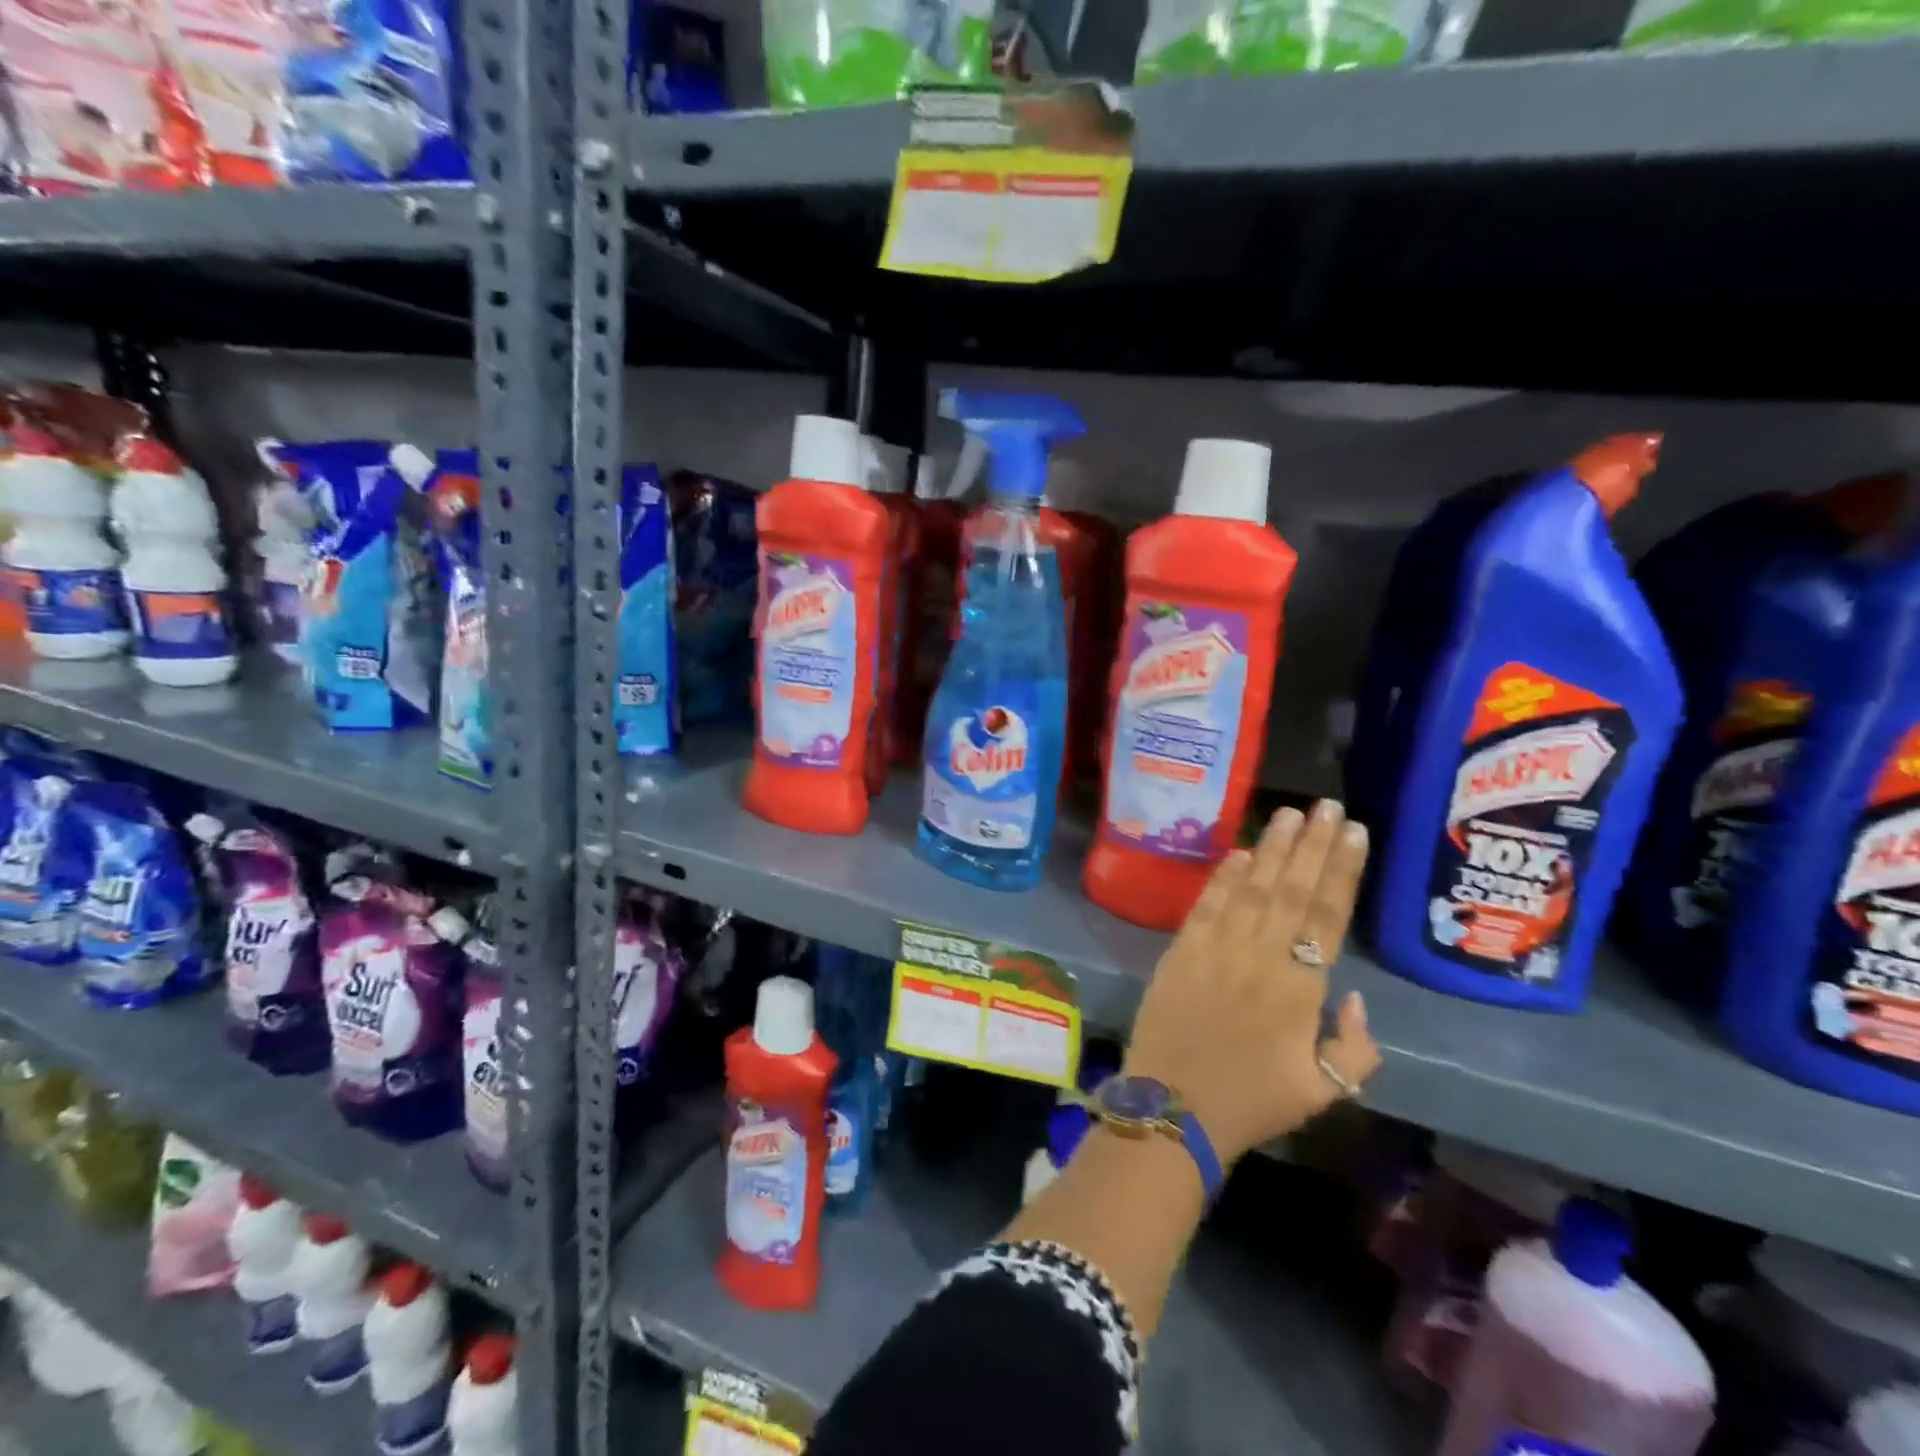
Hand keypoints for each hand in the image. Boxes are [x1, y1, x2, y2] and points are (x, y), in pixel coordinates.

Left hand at [1122, 799, 1380, 1165]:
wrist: (1172, 1108)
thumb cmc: (1251, 1103)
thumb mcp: (1325, 1093)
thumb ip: (1356, 1048)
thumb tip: (1357, 999)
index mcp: (1300, 990)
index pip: (1327, 916)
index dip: (1342, 871)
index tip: (1356, 833)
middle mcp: (1260, 957)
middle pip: (1291, 890)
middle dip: (1313, 845)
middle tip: (1328, 805)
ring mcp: (1216, 949)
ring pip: (1251, 889)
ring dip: (1273, 849)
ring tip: (1291, 814)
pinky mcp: (1181, 950)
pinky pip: (1207, 905)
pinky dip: (1224, 877)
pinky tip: (1240, 852)